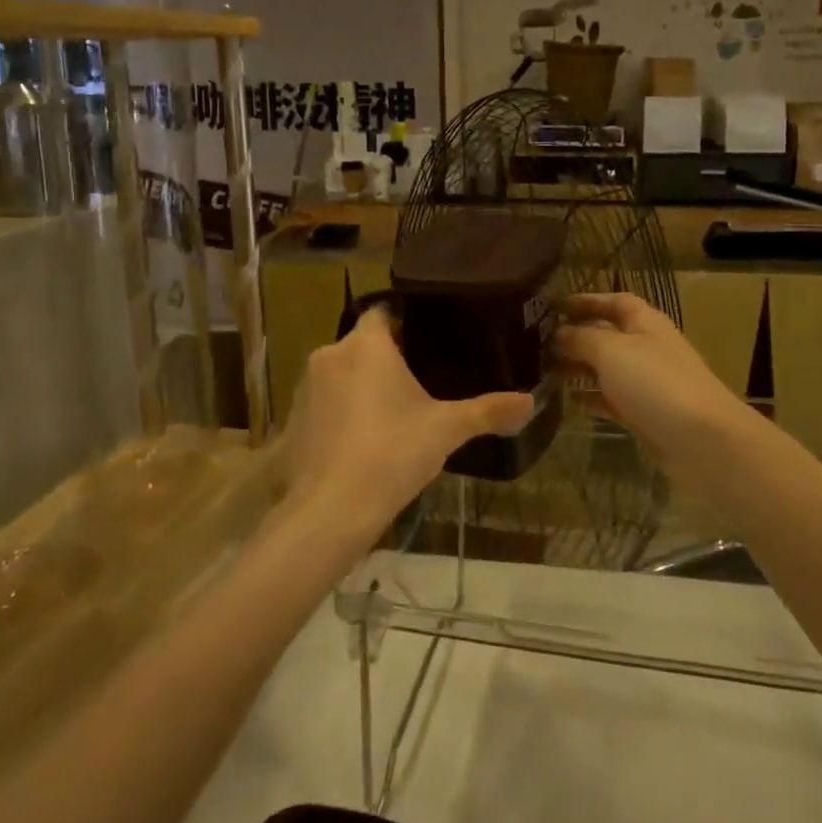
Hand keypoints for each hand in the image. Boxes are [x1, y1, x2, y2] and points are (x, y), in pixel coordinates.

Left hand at [281, 306, 532, 546]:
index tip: (426, 340)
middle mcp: (330, 355)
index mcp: (366, 345)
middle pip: (362, 345)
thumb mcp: (447, 430)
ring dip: (359, 386)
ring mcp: (304, 388)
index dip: (404, 323)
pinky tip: (359, 441)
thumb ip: (487, 411)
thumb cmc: (393, 454)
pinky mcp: (291, 420)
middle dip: (385, 360)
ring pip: (340, 374)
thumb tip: (529, 401)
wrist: (331, 510)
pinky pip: (322, 404)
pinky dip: (339, 414)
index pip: (383, 312)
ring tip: (390, 414)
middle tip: (417, 383)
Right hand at [555, 293, 758, 498]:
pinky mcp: (645, 414)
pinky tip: (567, 400)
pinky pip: (612, 400)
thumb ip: (581, 338)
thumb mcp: (611, 350)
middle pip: (607, 334)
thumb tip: (558, 332)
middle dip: (575, 336)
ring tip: (543, 370)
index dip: (585, 300)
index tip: (551, 306)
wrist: (703, 441)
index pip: (613, 301)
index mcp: (644, 322)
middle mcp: (647, 347)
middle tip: (535, 343)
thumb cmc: (656, 382)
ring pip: (606, 368)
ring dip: (578, 368)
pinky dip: (591, 398)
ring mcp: (647, 383)